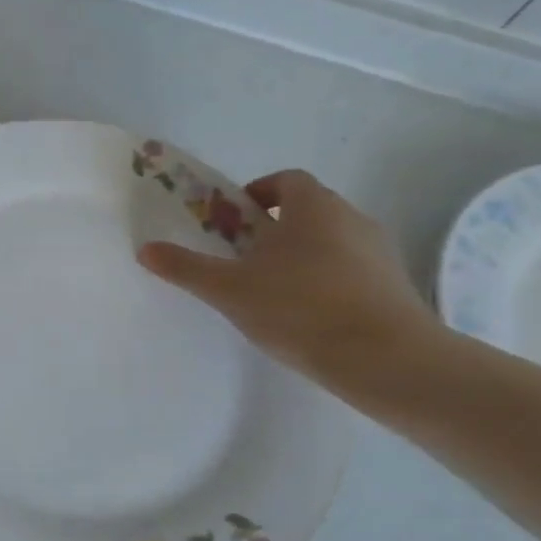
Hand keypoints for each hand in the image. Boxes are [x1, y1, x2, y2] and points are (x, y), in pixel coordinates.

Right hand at [138, 169, 435, 382]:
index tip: (234, 222)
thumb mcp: (229, 289)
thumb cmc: (300, 309)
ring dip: (301, 256)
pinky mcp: (395, 286)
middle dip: (274, 229)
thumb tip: (145, 249)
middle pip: (308, 211)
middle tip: (243, 260)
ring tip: (272, 293)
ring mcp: (380, 253)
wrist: (387, 360)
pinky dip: (327, 281)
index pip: (286, 180)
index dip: (257, 194)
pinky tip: (308, 317)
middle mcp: (352, 219)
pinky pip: (352, 271)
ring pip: (331, 242)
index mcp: (313, 207)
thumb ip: (186, 267)